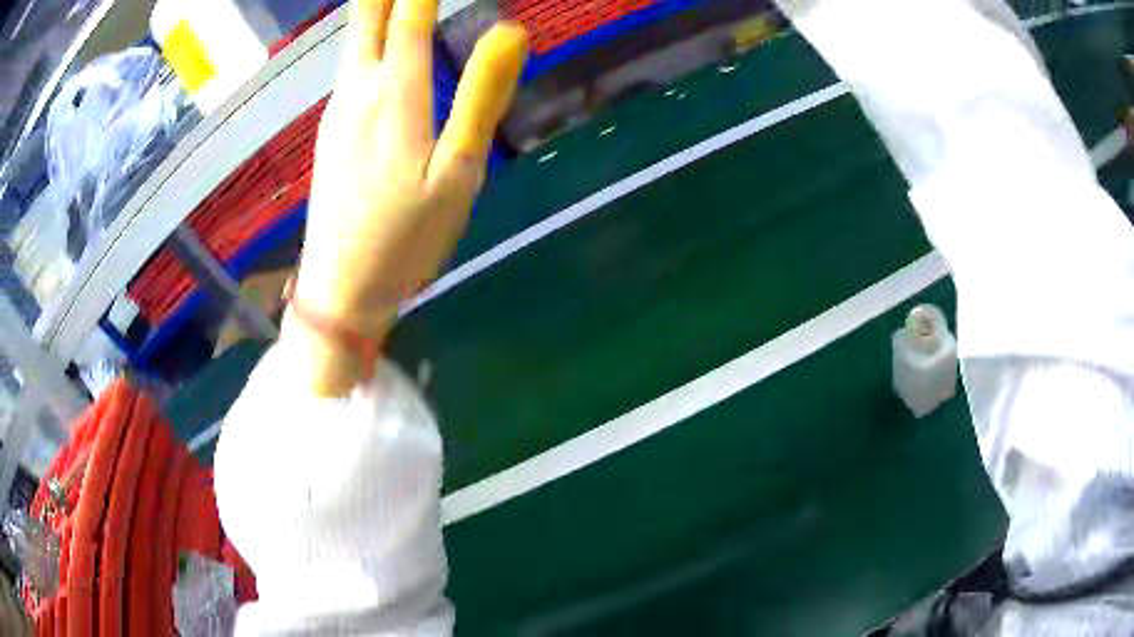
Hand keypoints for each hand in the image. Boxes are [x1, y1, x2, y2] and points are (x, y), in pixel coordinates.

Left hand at [284, 0, 527, 394]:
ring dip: (375, 6)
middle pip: (368, 15)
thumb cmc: (406, 238)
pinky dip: (367, 36)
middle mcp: (359, 89)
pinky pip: (349, 64)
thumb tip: (511, 30)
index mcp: (394, 95)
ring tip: (396, 1)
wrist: (340, 289)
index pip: (411, 13)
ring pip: (354, 38)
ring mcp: (338, 108)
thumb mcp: (457, 173)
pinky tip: (376, 35)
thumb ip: (481, 97)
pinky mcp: (331, 128)